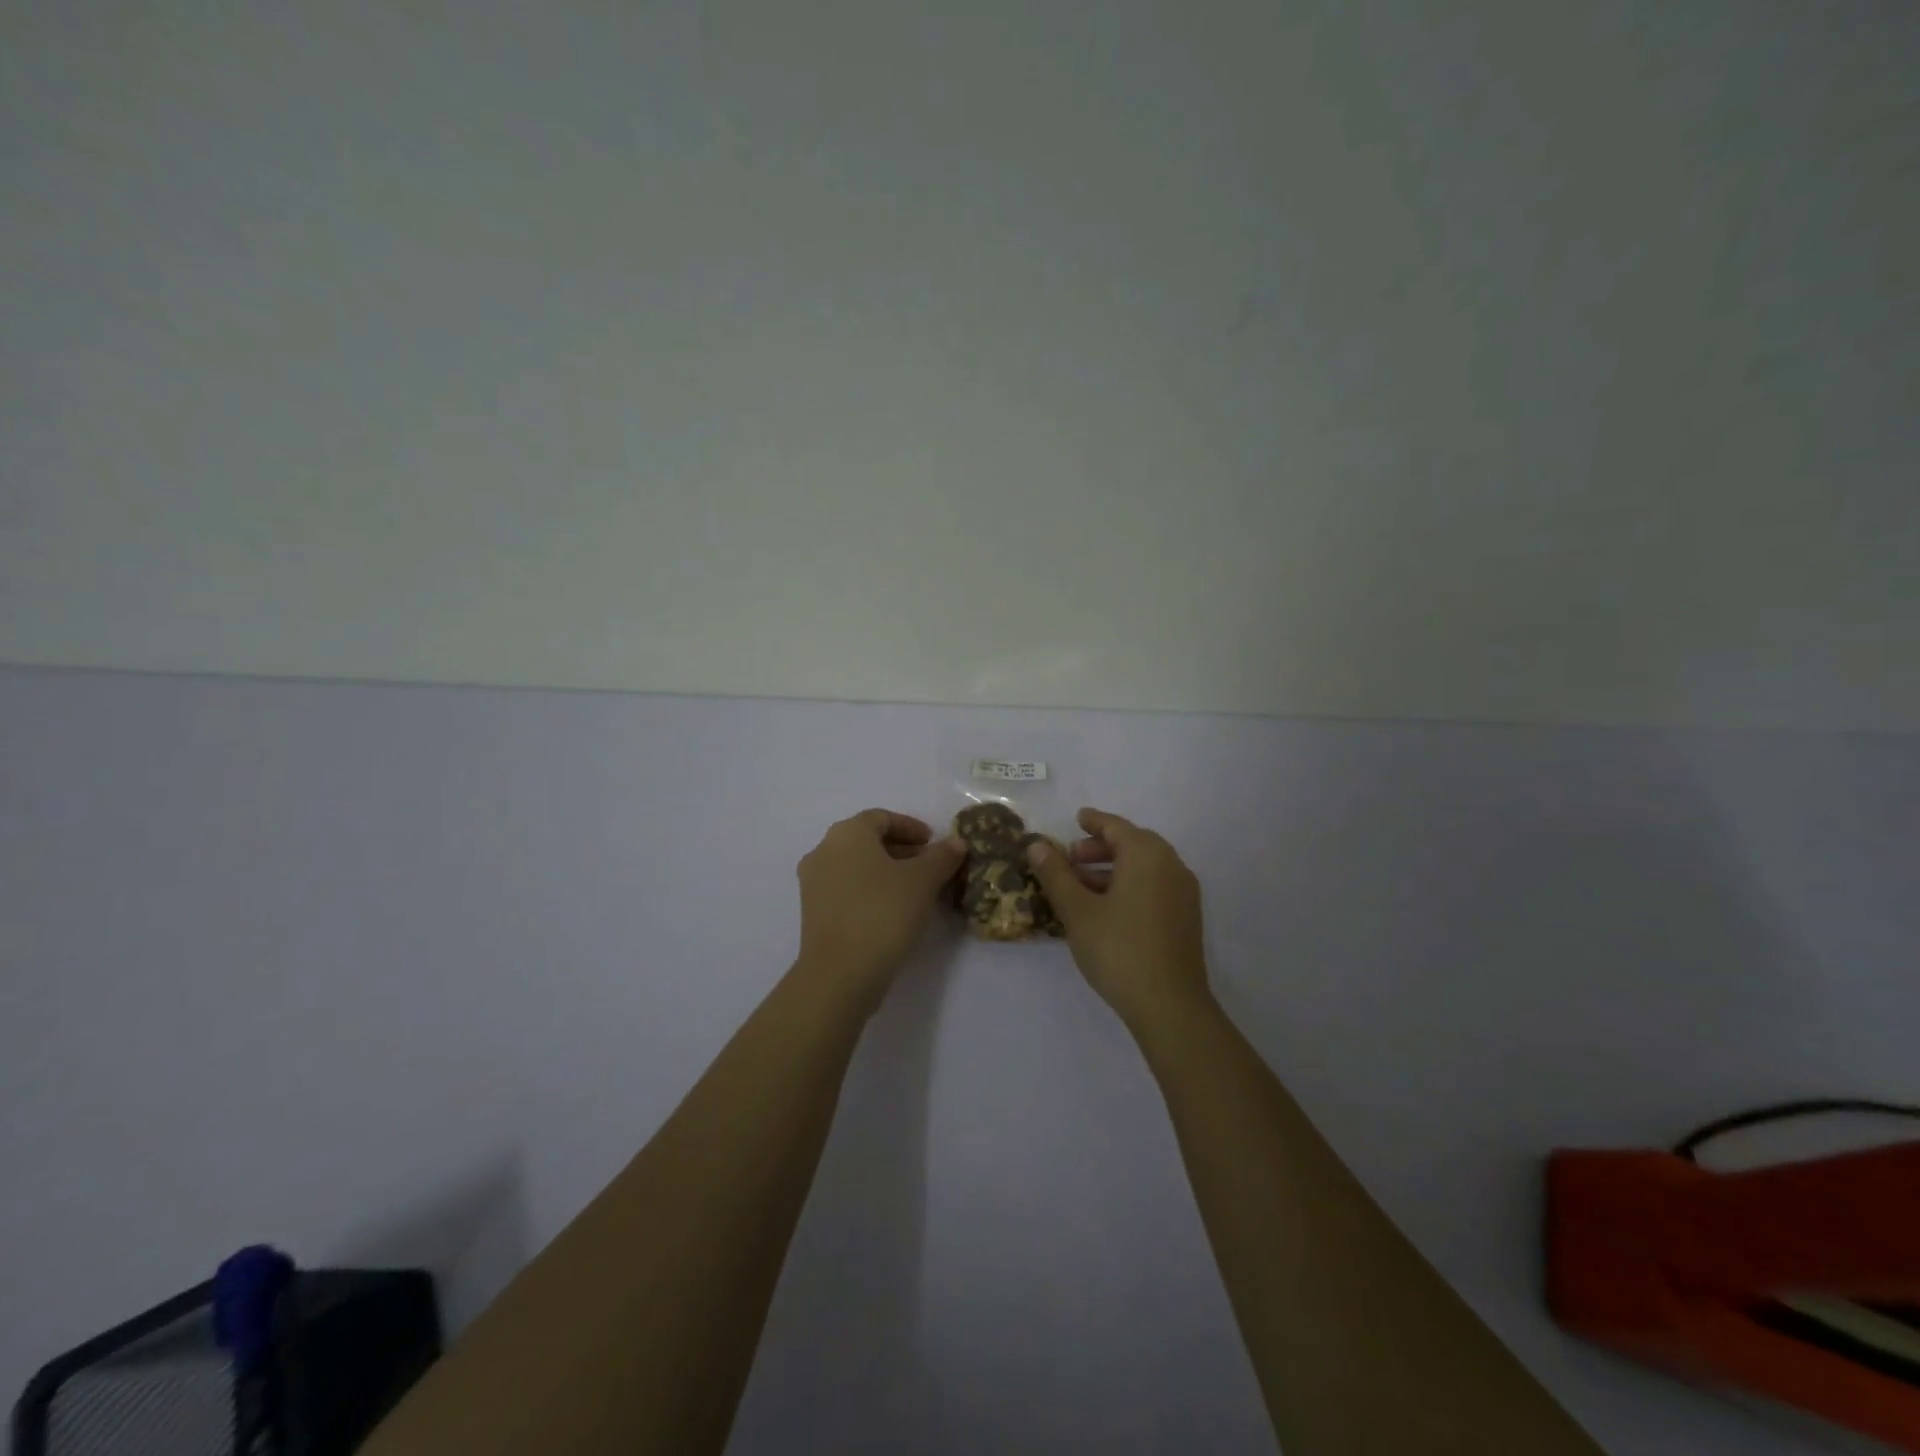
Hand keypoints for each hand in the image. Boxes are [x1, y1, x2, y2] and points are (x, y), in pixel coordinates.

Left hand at [795, 809, 964, 1010]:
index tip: (934, 843)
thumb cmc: (883, 913)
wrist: (840, 974)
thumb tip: (956, 843)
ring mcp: (813, 883)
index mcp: (847, 833)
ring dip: (888, 872)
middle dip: (902, 851)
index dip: (911, 827)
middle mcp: (823, 850)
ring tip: (918, 891)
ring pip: (857, 866)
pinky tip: (894, 911)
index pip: (882, 818)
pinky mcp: (813, 912)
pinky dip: (871, 890)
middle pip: (867, 841)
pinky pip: (847, 889)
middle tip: (931, 867)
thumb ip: (942, 856)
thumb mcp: (923, 881)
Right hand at [1025, 807, 1210, 1033]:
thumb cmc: (1118, 949)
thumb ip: (1056, 874)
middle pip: (1132, 844)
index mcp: (1147, 854)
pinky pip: (1154, 887)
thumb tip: (1037, 845)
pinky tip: (1106, 908)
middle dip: (1099, 848)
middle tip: (1069, 858)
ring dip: (1112, 870)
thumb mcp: (1077, 910)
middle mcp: (1171, 865)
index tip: (1076, 818)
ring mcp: (1183, 893)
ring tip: (1080, 886)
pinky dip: (1129, 886)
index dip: (1093, 821)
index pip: (1116, 826)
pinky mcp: (1186, 918)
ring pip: (1143, 868)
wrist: (1170, 1005)